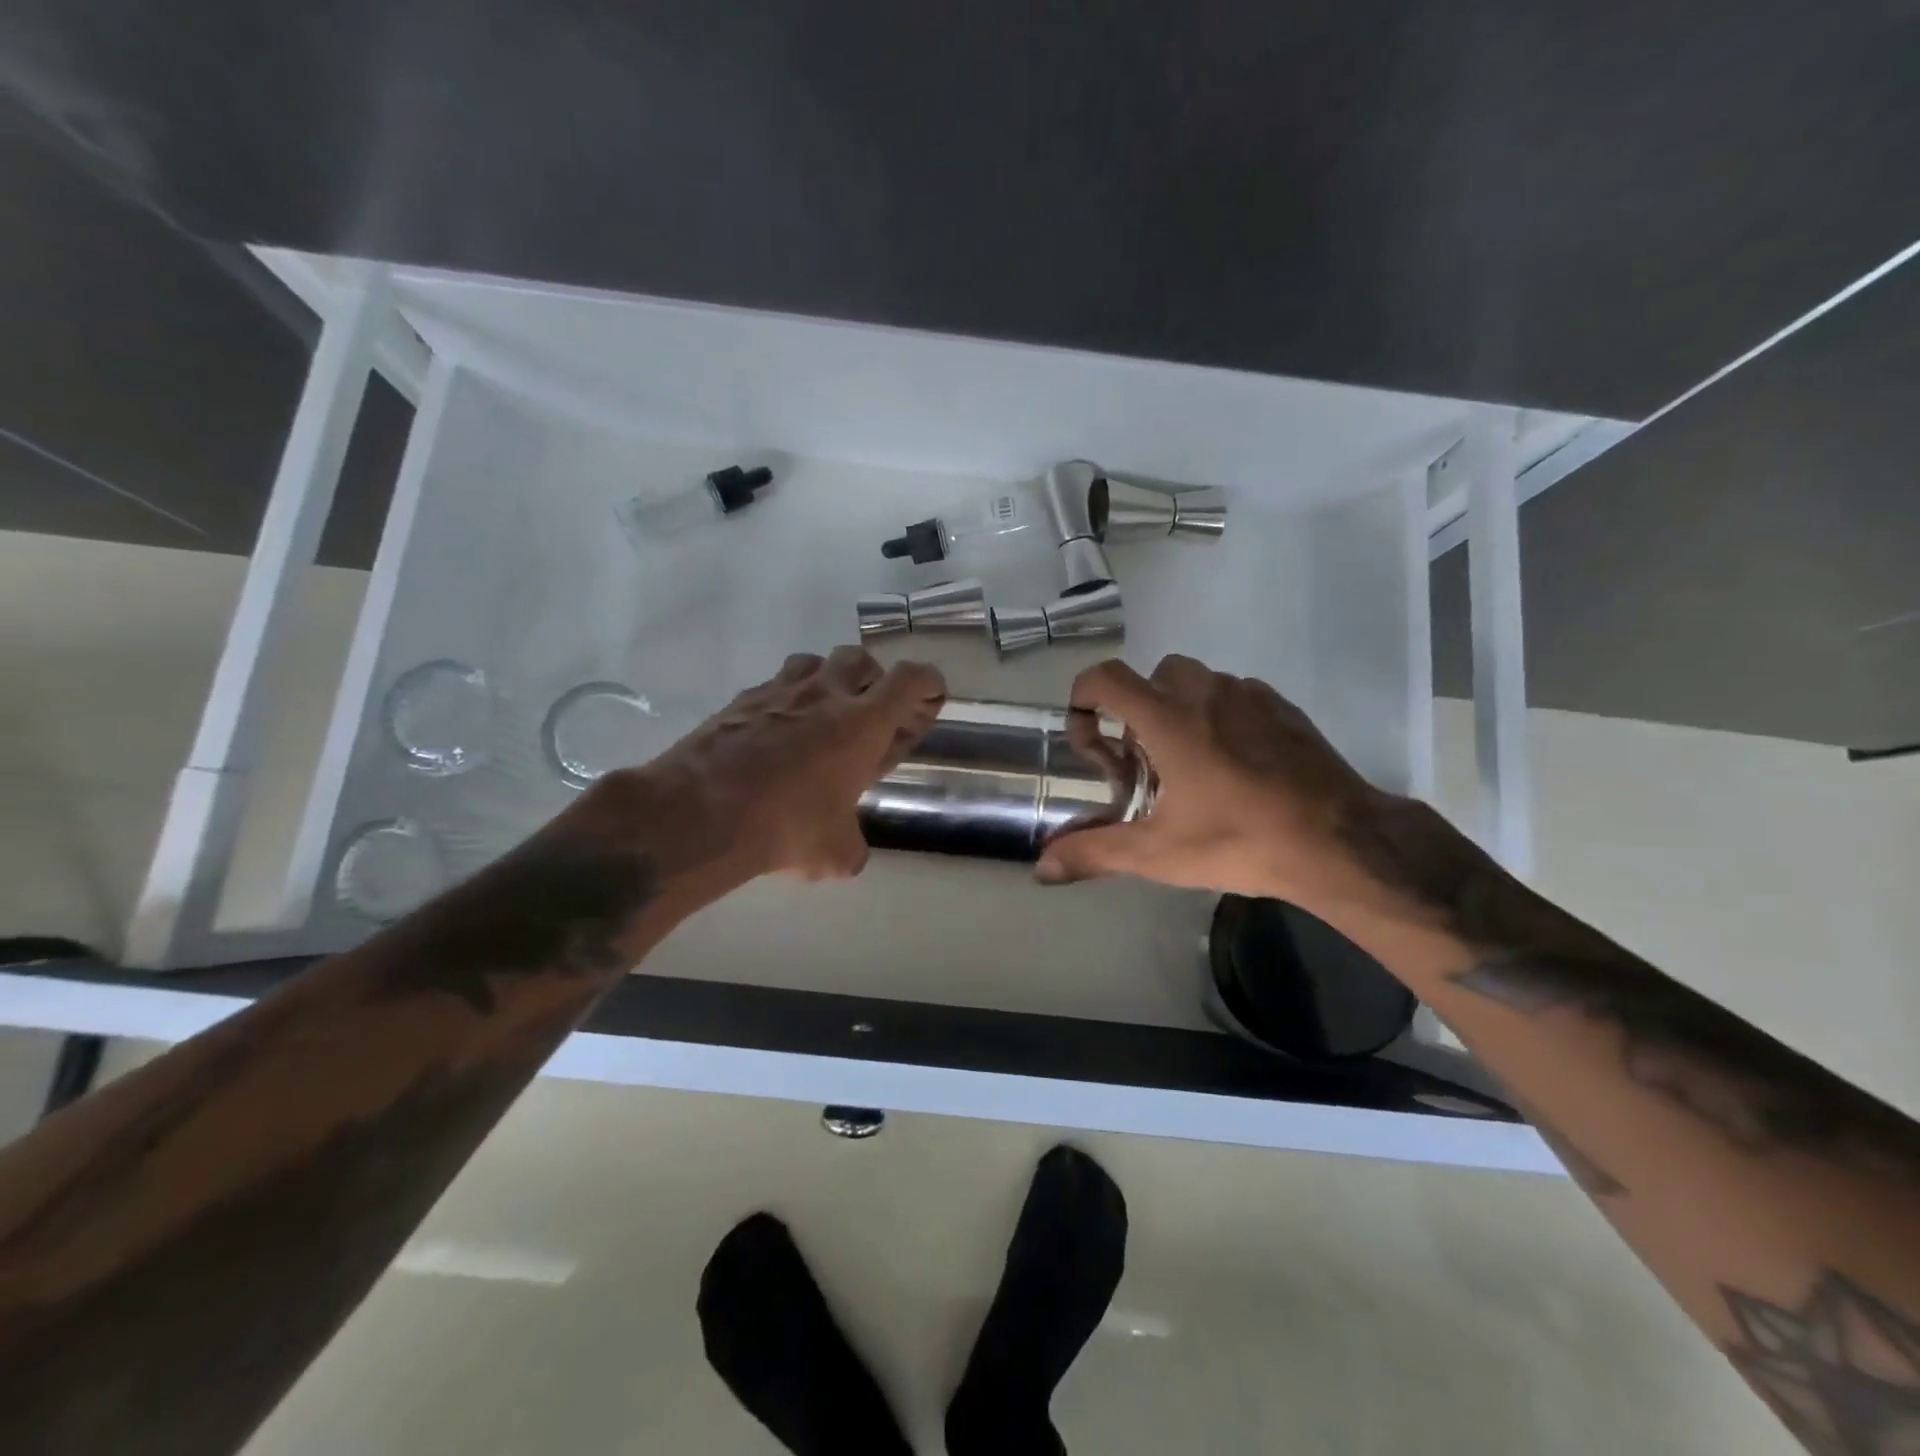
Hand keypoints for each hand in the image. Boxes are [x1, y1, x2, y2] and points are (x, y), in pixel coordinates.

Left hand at [576, 646, 944, 887]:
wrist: (699, 812)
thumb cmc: (786, 827)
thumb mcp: (834, 852)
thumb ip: (851, 847)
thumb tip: (848, 855)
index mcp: (862, 723)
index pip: (911, 680)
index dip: (928, 685)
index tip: (929, 700)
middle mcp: (824, 695)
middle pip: (860, 658)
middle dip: (873, 680)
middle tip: (870, 713)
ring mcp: (778, 692)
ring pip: (813, 663)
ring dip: (826, 682)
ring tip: (821, 717)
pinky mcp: (739, 701)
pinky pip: (772, 687)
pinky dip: (783, 702)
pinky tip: (774, 736)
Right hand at [1035, 655, 1385, 908]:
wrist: (1340, 842)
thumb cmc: (1239, 841)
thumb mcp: (1157, 853)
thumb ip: (1094, 852)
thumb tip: (1040, 868)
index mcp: (1168, 719)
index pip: (1107, 677)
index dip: (1084, 698)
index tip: (1089, 739)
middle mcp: (1205, 693)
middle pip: (1151, 677)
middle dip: (1135, 710)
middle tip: (1143, 760)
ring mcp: (1249, 695)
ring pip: (1196, 683)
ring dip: (1178, 710)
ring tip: (1188, 764)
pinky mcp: (1283, 707)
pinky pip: (1235, 695)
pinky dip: (1219, 716)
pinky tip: (1234, 766)